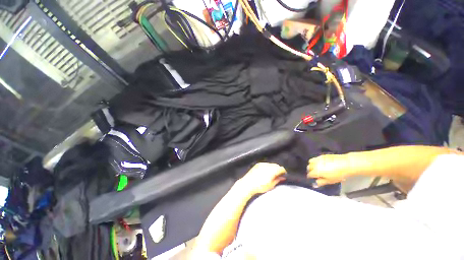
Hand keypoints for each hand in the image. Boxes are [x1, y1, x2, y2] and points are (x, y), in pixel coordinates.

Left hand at [237, 163, 285, 194]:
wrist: (248, 184)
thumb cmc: (259, 187)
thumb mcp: (271, 185)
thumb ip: (277, 180)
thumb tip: (283, 177)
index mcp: (272, 171)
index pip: (281, 168)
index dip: (283, 172)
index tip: (283, 175)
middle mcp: (267, 165)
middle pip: (276, 165)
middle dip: (278, 169)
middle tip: (278, 175)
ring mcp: (262, 164)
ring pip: (271, 164)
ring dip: (272, 168)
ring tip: (271, 174)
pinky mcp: (258, 164)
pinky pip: (265, 164)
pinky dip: (267, 167)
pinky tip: (265, 172)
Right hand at [307, 154, 354, 186]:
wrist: (346, 164)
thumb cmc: (338, 174)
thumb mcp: (330, 181)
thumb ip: (321, 182)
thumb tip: (315, 184)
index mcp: (316, 171)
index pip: (309, 174)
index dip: (310, 177)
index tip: (311, 178)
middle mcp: (315, 164)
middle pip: (309, 167)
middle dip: (310, 170)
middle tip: (314, 174)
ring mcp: (318, 159)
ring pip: (310, 161)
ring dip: (311, 165)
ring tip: (316, 167)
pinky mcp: (322, 155)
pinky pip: (315, 158)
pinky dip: (316, 161)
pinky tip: (321, 164)